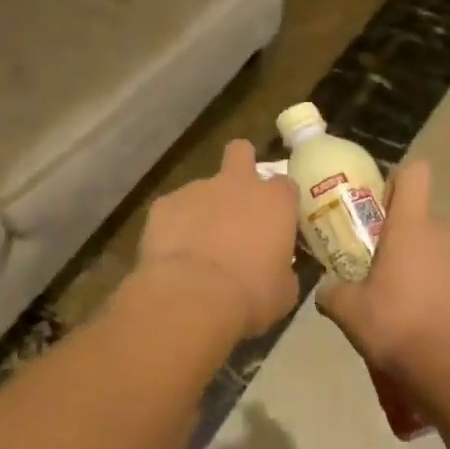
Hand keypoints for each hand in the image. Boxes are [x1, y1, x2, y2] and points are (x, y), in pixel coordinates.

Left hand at [136, 139, 300, 339]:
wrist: (191, 297)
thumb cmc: (250, 295)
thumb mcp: (284, 291)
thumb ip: (284, 269)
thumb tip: (281, 271)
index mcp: (275, 202)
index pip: (285, 185)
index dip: (280, 200)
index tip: (277, 220)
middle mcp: (237, 184)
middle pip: (241, 151)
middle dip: (240, 164)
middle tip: (237, 197)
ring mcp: (197, 189)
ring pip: (203, 187)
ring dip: (204, 208)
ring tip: (198, 245)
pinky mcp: (163, 204)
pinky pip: (173, 209)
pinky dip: (174, 225)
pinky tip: (173, 253)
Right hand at [318, 161, 449, 375]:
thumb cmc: (398, 325)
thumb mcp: (349, 311)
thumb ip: (332, 292)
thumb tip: (325, 289)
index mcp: (411, 226)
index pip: (414, 174)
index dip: (396, 181)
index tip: (377, 203)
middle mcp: (443, 235)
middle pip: (421, 216)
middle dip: (399, 233)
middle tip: (374, 261)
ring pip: (436, 249)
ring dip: (418, 263)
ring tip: (396, 299)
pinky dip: (436, 290)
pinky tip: (421, 322)